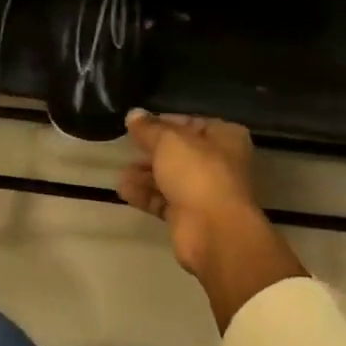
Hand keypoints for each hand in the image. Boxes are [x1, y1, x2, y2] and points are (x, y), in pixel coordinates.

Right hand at [118, 113, 259, 272]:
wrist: (213, 230)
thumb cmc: (197, 173)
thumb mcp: (169, 141)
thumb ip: (149, 128)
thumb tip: (133, 114)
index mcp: (225, 137)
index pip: (191, 123)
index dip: (164, 122)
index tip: (137, 124)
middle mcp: (219, 163)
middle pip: (179, 152)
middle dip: (151, 152)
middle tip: (126, 148)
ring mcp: (205, 192)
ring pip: (171, 178)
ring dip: (145, 175)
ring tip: (120, 174)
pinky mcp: (190, 216)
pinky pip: (164, 201)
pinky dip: (146, 195)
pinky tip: (124, 190)